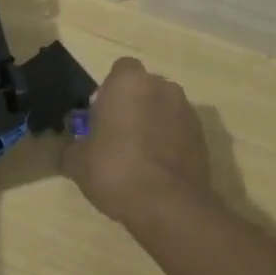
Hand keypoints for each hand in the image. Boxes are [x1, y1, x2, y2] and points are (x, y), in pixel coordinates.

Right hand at [66, 58, 210, 227]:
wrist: (168, 204)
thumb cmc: (115, 169)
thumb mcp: (77, 161)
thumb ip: (73, 146)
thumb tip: (73, 147)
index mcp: (129, 82)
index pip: (120, 70)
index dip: (111, 91)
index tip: (103, 116)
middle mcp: (162, 86)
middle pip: (145, 88)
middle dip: (134, 105)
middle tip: (119, 137)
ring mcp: (186, 111)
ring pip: (164, 109)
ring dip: (154, 124)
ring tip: (141, 158)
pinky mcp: (202, 137)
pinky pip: (180, 132)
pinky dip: (171, 143)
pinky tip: (159, 171)